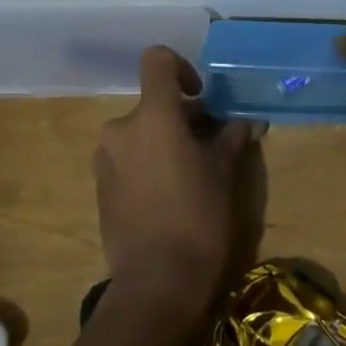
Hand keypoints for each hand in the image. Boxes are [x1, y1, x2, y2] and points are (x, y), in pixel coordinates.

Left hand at [95, 46, 259, 311]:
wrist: (156, 284)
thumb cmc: (198, 217)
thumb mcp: (225, 172)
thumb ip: (232, 137)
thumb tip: (247, 121)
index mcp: (153, 115)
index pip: (157, 60)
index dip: (181, 67)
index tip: (200, 97)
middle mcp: (120, 129)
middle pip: (153, 103)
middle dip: (181, 117)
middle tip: (210, 145)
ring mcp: (105, 160)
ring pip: (139, 133)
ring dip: (163, 141)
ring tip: (190, 174)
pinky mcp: (99, 188)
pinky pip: (127, 159)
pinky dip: (147, 164)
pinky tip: (168, 197)